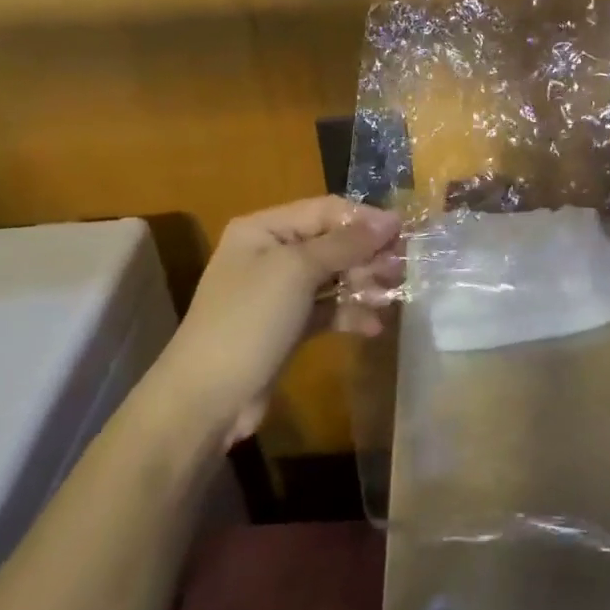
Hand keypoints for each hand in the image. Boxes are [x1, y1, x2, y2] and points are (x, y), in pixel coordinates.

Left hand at [158, 197, 401, 444]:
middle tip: (400, 271)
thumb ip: (346, 243)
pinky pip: (328, 308)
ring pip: (334, 276)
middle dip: (367, 255)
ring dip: (364, 285)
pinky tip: (372, 327)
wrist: (206, 399)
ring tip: (389, 299)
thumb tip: (390, 219)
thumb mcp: (297, 271)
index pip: (326, 210)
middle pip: (333, 242)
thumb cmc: (249, 320)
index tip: (403, 234)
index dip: (365, 219)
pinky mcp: (289, 326)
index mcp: (264, 229)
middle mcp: (271, 253)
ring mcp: (280, 292)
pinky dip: (350, 314)